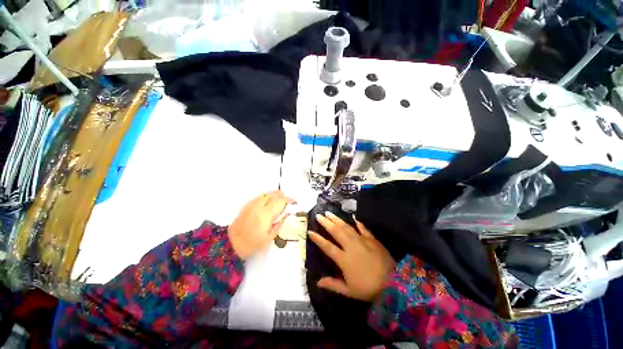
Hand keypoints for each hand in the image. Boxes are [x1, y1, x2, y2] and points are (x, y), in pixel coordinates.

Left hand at [229, 191, 294, 259]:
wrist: (231, 244)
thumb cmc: (253, 244)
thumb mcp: (270, 237)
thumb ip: (280, 223)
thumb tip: (288, 213)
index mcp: (266, 215)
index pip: (280, 201)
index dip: (289, 200)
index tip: (294, 203)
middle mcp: (259, 206)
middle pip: (274, 194)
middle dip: (283, 195)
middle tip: (287, 201)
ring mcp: (252, 204)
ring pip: (266, 193)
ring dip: (275, 194)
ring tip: (280, 199)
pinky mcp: (246, 205)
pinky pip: (259, 196)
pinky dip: (267, 196)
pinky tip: (269, 201)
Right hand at [308, 212, 395, 301]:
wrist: (393, 284)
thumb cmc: (368, 288)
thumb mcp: (349, 291)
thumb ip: (333, 284)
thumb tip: (317, 282)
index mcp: (344, 259)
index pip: (327, 246)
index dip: (318, 239)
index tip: (310, 231)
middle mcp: (351, 246)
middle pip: (336, 232)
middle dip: (326, 223)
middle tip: (319, 215)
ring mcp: (362, 241)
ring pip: (347, 227)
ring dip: (337, 219)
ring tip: (329, 213)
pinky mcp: (372, 239)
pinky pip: (363, 229)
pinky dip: (358, 223)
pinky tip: (353, 217)